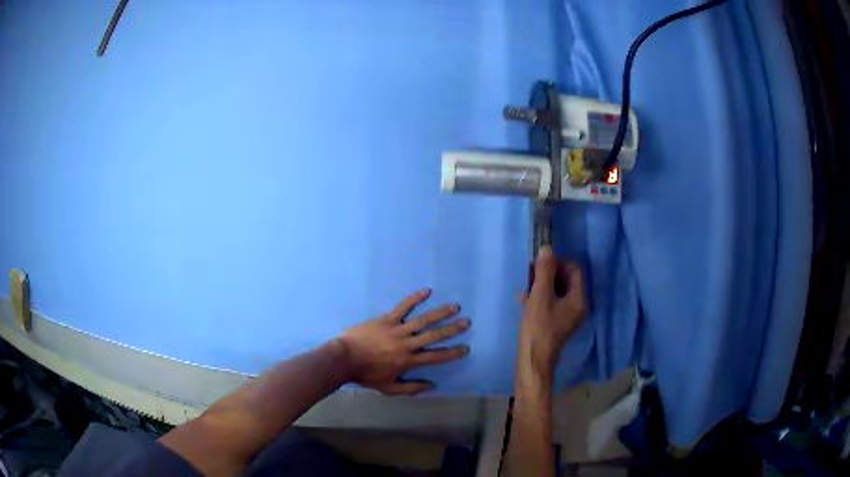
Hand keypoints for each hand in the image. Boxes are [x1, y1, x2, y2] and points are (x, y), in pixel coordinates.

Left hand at [337, 289, 470, 395]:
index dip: (452, 353)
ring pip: (423, 320)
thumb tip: (432, 385)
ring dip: (440, 312)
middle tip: (467, 322)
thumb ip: (411, 388)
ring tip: (455, 306)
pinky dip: (415, 298)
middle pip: (434, 335)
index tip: (466, 348)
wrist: (344, 359)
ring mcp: (397, 329)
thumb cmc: (366, 375)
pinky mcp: (386, 319)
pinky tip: (426, 291)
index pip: (436, 356)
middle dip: (452, 329)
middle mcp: (407, 344)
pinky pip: (403, 307)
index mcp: (408, 361)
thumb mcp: (389, 388)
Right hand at [520, 246, 585, 374]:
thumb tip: (547, 248)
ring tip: (525, 288)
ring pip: (557, 291)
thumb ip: (544, 271)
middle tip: (530, 275)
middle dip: (548, 274)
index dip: (558, 263)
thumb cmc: (538, 327)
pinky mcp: (558, 323)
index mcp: (579, 298)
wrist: (533, 360)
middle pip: (566, 279)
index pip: (574, 269)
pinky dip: (541, 298)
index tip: (539, 265)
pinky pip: (553, 302)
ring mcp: (569, 315)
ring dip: (542, 285)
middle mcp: (578, 305)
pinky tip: (524, 300)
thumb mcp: (540, 296)